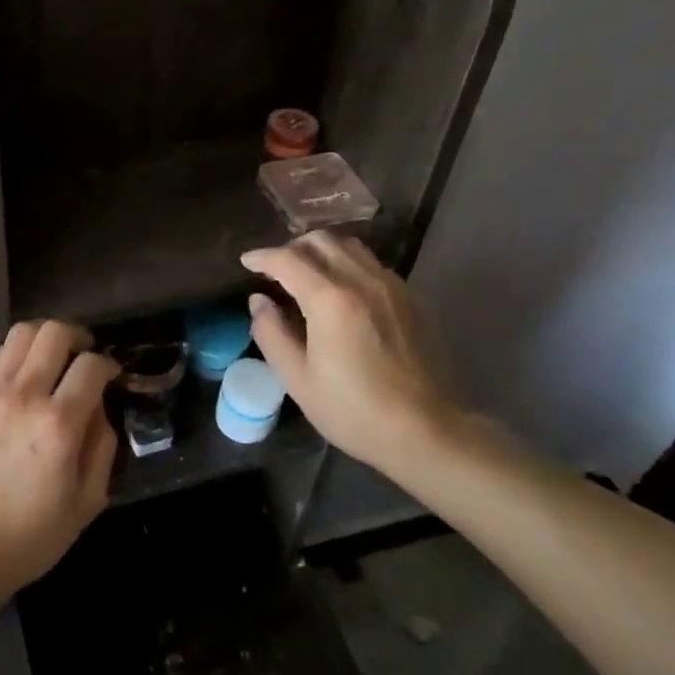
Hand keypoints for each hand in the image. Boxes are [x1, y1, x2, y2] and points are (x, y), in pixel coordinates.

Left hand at [0, 320, 120, 598]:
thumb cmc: (32, 535)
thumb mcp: (88, 502)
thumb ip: (102, 446)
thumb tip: (100, 408)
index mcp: (58, 425)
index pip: (91, 366)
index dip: (108, 365)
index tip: (111, 376)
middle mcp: (24, 396)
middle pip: (54, 333)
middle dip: (78, 336)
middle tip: (84, 355)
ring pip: (22, 332)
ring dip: (44, 338)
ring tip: (53, 357)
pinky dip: (14, 352)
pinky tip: (21, 374)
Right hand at [241, 232, 460, 472]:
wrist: (429, 433)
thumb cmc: (355, 411)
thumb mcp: (298, 379)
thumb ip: (271, 333)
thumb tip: (259, 301)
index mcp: (330, 300)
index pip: (287, 260)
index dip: (262, 257)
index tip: (246, 262)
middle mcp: (363, 281)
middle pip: (321, 241)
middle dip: (292, 248)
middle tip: (276, 269)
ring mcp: (392, 287)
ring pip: (350, 247)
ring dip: (322, 251)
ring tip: (307, 274)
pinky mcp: (412, 299)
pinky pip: (372, 265)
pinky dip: (348, 265)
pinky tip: (342, 292)